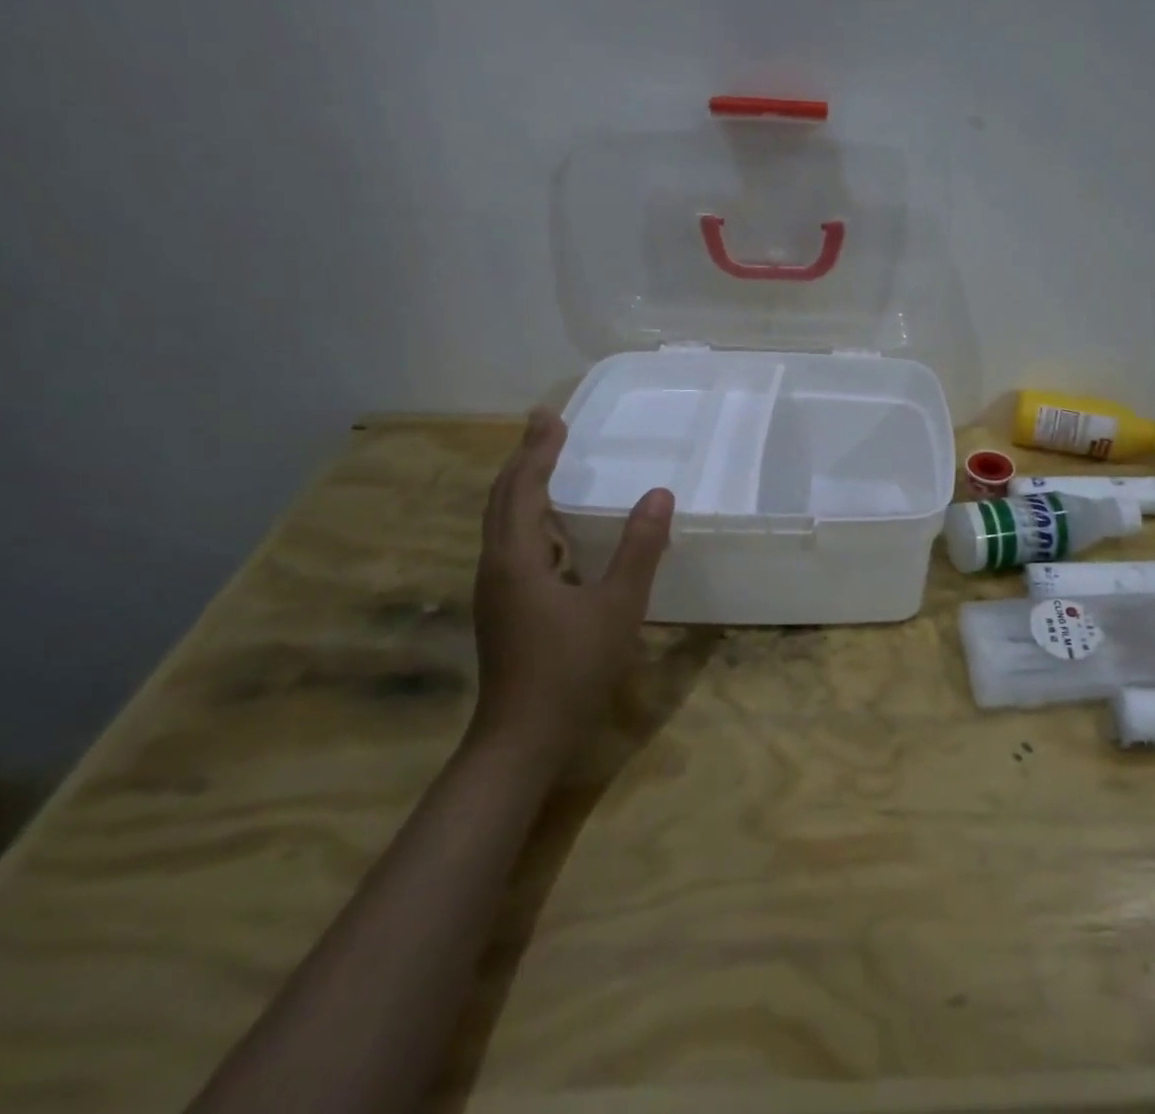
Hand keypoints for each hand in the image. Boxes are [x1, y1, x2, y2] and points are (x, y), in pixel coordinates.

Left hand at [469, 409, 672, 764]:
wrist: (522, 739)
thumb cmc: (572, 668)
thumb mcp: (618, 605)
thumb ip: (639, 548)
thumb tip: (659, 494)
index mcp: (517, 559)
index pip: (523, 488)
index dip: (538, 450)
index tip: (552, 415)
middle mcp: (496, 567)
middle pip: (503, 500)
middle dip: (524, 459)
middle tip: (546, 426)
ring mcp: (495, 591)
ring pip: (503, 524)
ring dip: (523, 488)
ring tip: (547, 465)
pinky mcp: (504, 609)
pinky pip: (512, 546)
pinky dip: (530, 520)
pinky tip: (556, 533)